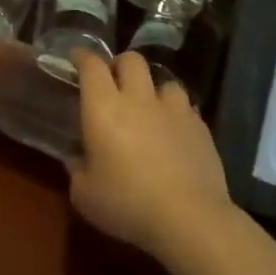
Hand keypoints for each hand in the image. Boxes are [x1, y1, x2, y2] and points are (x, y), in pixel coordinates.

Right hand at [67, 51, 233, 263]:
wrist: (189, 218)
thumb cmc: (127, 204)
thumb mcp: (84, 195)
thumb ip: (76, 169)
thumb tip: (75, 158)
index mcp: (104, 108)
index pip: (92, 65)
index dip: (82, 56)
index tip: (76, 58)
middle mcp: (138, 99)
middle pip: (131, 60)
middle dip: (119, 64)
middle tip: (113, 82)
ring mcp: (173, 110)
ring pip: (163, 80)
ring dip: (152, 88)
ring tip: (148, 106)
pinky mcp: (199, 127)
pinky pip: (185, 106)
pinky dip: (175, 112)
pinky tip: (173, 130)